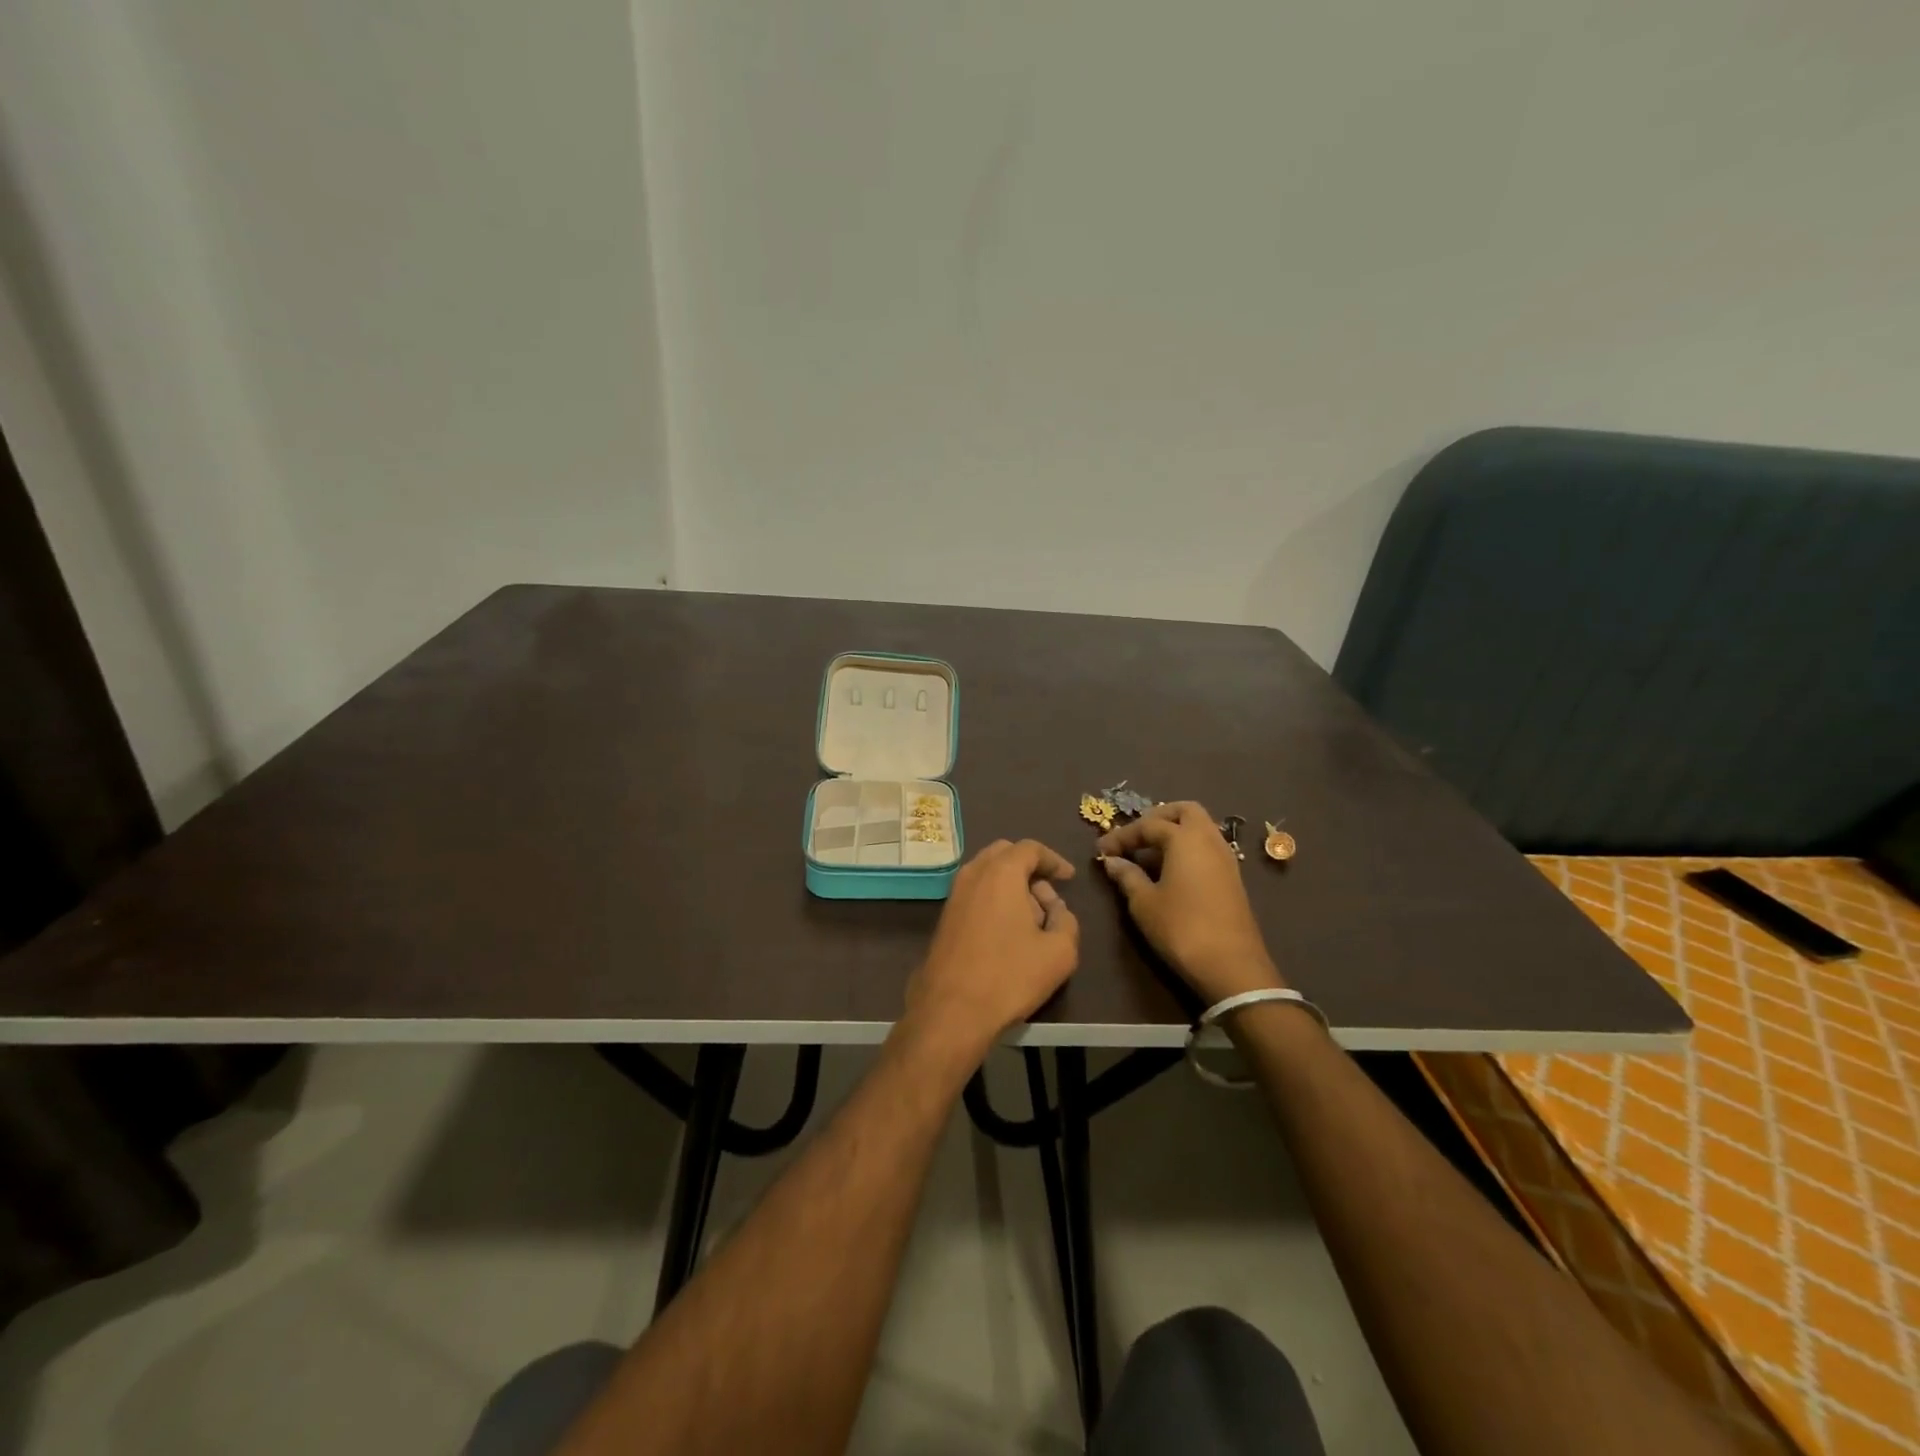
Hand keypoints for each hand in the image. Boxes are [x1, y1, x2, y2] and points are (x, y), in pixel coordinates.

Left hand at [903, 839, 1080, 1060]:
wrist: (951, 1010)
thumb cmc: (1009, 976)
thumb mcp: (1059, 952)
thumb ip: (1066, 920)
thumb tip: (1054, 909)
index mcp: (1001, 872)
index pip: (1030, 848)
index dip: (1054, 860)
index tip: (1069, 878)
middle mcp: (973, 874)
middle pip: (1005, 854)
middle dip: (1030, 868)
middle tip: (1048, 896)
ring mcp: (954, 895)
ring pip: (987, 874)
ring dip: (1011, 885)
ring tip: (1032, 918)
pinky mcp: (944, 917)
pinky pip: (975, 893)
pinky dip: (994, 899)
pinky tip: (1008, 932)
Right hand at [1096, 801, 1283, 1004]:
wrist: (1232, 966)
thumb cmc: (1181, 928)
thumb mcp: (1144, 903)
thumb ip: (1127, 876)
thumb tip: (1113, 861)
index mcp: (1184, 838)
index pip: (1147, 825)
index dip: (1121, 836)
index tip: (1101, 851)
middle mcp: (1208, 839)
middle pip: (1184, 811)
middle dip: (1157, 818)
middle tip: (1135, 837)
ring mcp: (1225, 857)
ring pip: (1200, 828)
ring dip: (1174, 832)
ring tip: (1149, 854)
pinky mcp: (1232, 877)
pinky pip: (1207, 847)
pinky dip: (1188, 848)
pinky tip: (1170, 870)